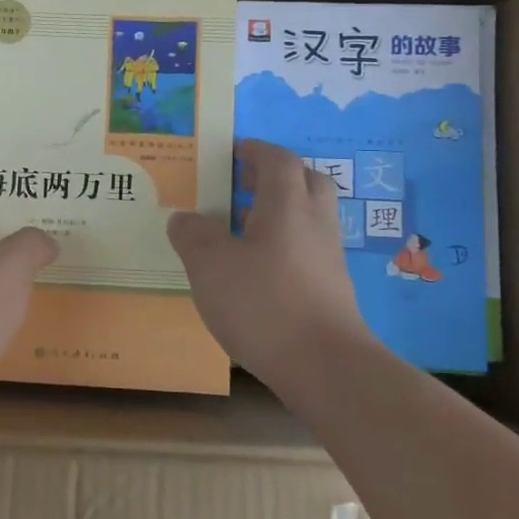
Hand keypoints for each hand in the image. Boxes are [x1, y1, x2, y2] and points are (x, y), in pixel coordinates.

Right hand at [168, 139, 371, 387]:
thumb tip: (184, 218)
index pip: (278, 160)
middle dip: (278, 176)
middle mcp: (315, 223)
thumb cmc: (264, 303)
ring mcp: (329, 258)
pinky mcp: (333, 290)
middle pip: (307, 181)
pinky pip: (310, 249)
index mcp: (287, 205)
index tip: (235, 151)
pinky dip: (288, 245)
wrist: (326, 367)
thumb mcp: (210, 266)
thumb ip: (193, 236)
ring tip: (246, 229)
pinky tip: (261, 271)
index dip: (257, 150)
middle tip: (245, 185)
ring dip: (283, 212)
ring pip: (311, 217)